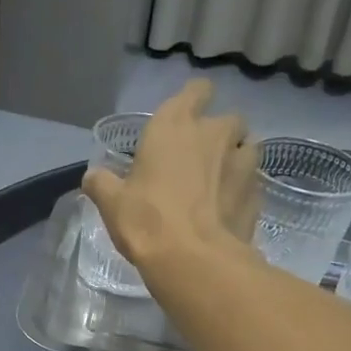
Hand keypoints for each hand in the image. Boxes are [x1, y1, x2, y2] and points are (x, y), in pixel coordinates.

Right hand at [82, 78, 260, 272]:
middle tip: (201, 159)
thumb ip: (102, 184)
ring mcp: (242, 162)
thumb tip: (92, 176)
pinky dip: (243, 190)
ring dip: (237, 158)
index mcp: (175, 124)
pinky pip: (252, 182)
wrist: (194, 260)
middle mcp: (214, 133)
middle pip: (227, 119)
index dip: (194, 100)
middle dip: (219, 134)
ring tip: (221, 182)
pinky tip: (229, 209)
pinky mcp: (257, 193)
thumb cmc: (147, 220)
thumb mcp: (112, 203)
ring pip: (247, 147)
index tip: (187, 116)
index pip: (196, 91)